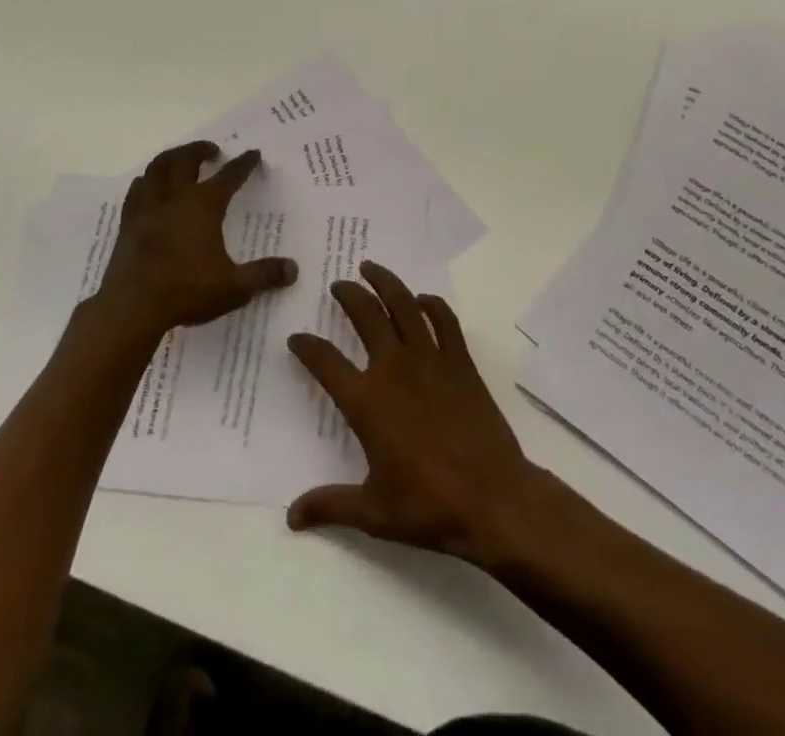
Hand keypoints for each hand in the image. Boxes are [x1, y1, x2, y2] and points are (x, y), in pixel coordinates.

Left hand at [95, 140, 294, 341]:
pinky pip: (137, 190)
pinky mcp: (129, 222)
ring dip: (172, 157)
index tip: (253, 154)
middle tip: (212, 150)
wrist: (132, 306)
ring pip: (158, 167)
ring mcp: (148, 207)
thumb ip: (264, 275)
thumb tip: (293, 270)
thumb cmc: (186, 291)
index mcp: (204, 205)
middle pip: (187, 160)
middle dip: (201, 150)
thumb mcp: (234, 287)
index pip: (229, 176)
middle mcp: (176, 197)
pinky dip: (146, 181)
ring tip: (180, 158)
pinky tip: (149, 185)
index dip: (243, 164)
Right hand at [286, 262, 544, 567]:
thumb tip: (291, 517)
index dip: (307, 347)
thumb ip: (330, 506)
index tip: (297, 338)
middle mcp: (394, 369)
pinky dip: (432, 304)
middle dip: (348, 295)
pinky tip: (422, 300)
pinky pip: (444, 321)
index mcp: (367, 402)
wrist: (493, 500)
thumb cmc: (429, 506)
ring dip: (385, 282)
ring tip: (371, 267)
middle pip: (365, 316)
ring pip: (403, 305)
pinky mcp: (460, 362)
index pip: (326, 362)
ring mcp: (430, 360)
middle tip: (338, 284)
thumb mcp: (373, 513)